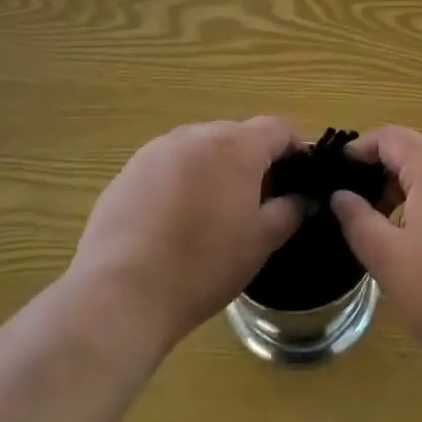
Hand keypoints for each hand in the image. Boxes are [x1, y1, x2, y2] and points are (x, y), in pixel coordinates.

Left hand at [67, 117, 303, 353]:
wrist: (121, 293)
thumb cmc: (203, 265)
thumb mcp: (260, 243)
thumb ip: (289, 211)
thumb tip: (300, 199)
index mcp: (236, 145)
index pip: (278, 128)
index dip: (294, 150)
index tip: (297, 180)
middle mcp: (197, 134)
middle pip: (238, 136)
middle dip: (252, 162)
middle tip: (255, 205)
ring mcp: (158, 149)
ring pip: (200, 149)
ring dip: (214, 170)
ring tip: (210, 216)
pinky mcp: (128, 170)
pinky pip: (168, 166)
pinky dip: (180, 183)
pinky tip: (172, 223)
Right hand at [331, 126, 421, 380]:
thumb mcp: (389, 261)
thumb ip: (359, 221)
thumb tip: (341, 194)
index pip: (391, 137)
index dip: (361, 150)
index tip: (338, 175)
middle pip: (417, 155)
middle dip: (384, 177)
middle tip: (361, 213)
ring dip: (410, 196)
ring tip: (392, 236)